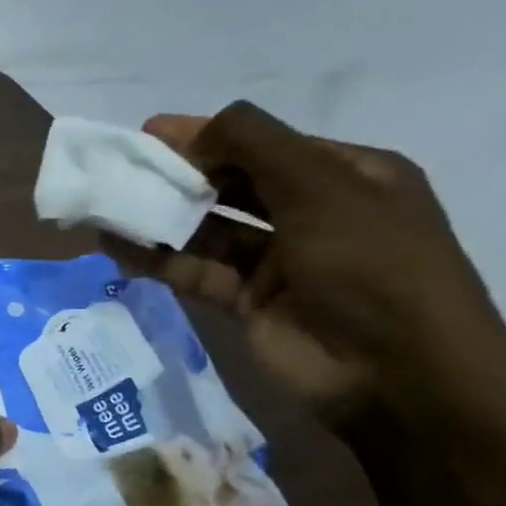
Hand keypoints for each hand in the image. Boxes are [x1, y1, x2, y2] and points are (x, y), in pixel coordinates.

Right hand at [114, 102, 505, 424]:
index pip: (267, 144)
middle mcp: (310, 215)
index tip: (153, 132)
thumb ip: (256, 146)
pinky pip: (195, 272)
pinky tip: (119, 247)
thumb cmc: (370, 264)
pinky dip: (159, 259)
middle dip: (181, 175)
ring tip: (110, 205)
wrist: (395, 372)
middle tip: (125, 167)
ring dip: (162, 218)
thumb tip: (195, 132)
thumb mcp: (322, 187)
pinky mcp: (246, 304)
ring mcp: (277, 263)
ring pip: (208, 231)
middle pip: (233, 185)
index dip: (211, 136)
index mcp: (345, 176)